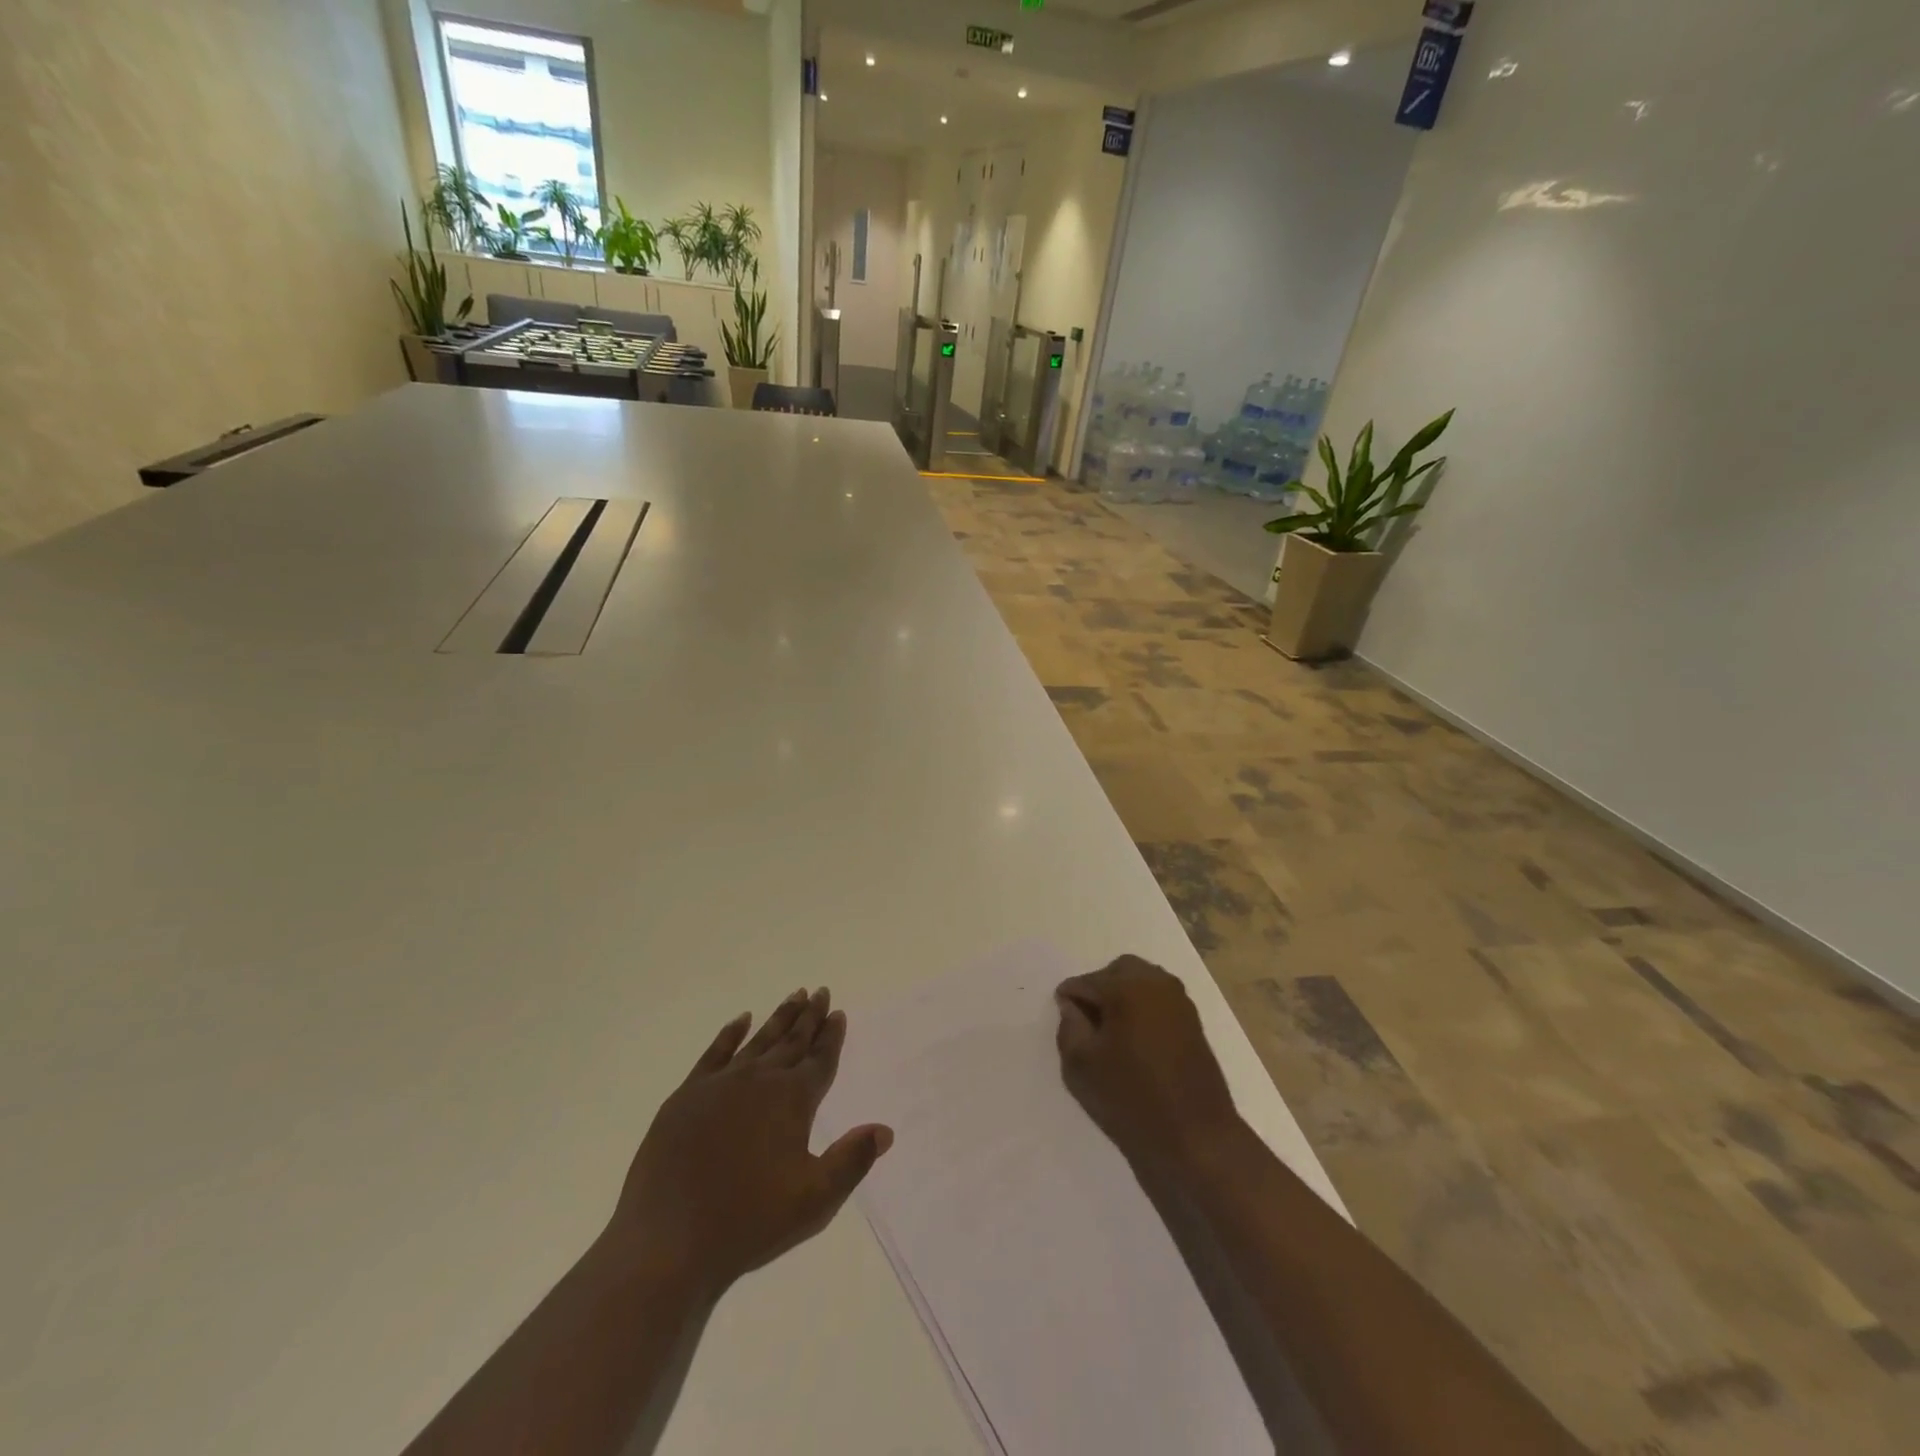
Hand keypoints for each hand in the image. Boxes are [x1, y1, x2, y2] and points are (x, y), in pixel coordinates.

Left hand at [611, 988, 892, 1294]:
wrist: (668, 1242)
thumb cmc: (748, 1222)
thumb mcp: (814, 1200)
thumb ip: (852, 1160)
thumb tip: (884, 1130)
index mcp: (792, 1100)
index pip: (820, 1059)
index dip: (832, 1036)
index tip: (838, 1011)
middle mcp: (760, 1080)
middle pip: (792, 1041)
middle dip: (809, 1017)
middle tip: (820, 991)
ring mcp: (720, 1084)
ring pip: (759, 1040)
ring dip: (779, 1018)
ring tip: (794, 995)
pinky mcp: (687, 1095)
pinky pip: (715, 1053)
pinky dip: (731, 1034)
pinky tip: (741, 1020)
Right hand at [1055, 956, 1242, 1167]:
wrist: (1196, 1138)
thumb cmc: (1131, 1099)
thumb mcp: (1081, 1065)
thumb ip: (1069, 1026)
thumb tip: (1072, 1006)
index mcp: (1127, 987)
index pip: (1085, 982)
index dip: (1069, 999)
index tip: (1064, 1022)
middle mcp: (1156, 983)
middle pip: (1117, 972)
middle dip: (1099, 989)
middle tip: (1087, 1023)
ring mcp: (1180, 1001)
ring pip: (1141, 982)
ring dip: (1123, 997)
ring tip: (1111, 1033)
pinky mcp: (1194, 1021)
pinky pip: (1159, 1000)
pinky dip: (1143, 1009)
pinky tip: (1135, 1041)